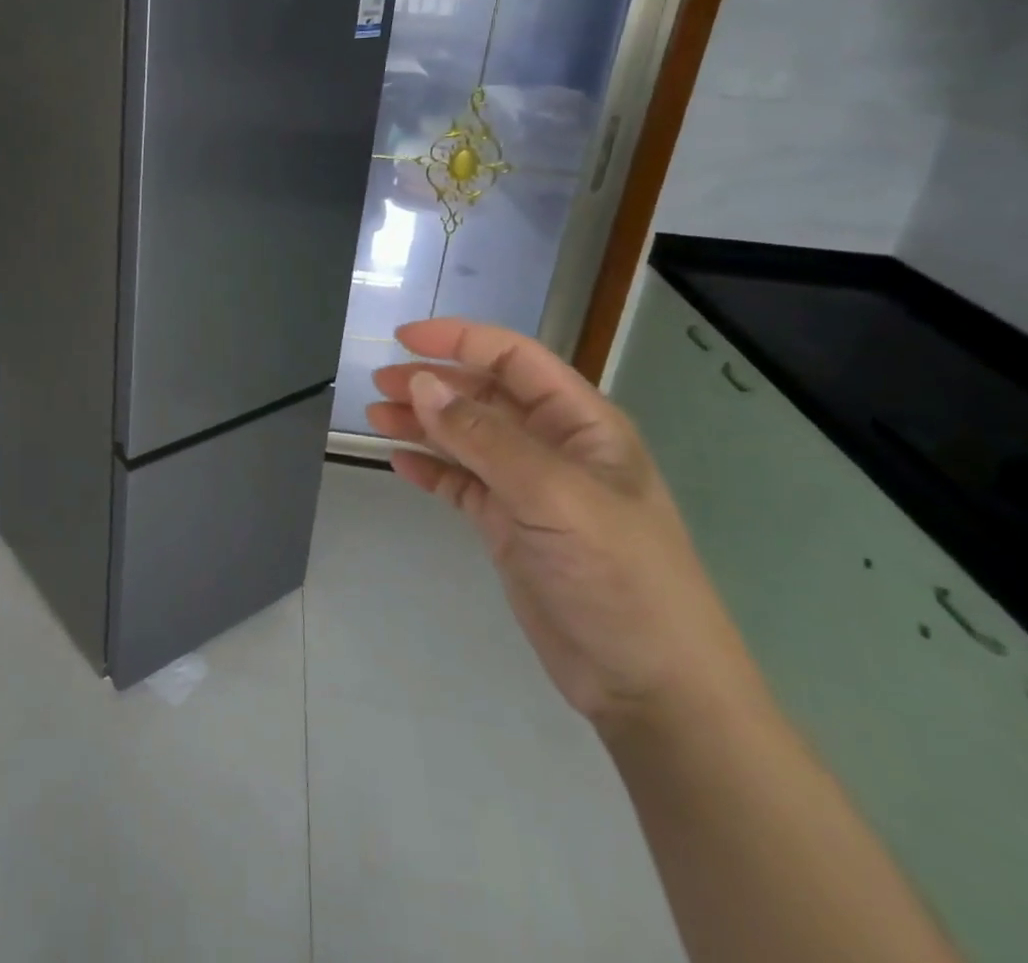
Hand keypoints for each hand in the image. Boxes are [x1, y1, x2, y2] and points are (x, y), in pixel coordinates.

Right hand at [367, 318, 761, 732]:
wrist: (651, 687)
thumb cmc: (619, 576)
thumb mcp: (554, 497)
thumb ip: (484, 438)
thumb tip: (420, 385)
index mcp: (581, 424)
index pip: (514, 359)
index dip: (460, 340)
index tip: (402, 339)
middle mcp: (554, 447)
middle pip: (483, 395)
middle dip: (432, 383)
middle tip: (379, 385)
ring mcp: (529, 489)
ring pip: (466, 438)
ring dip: (422, 423)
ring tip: (376, 418)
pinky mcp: (509, 527)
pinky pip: (461, 483)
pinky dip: (430, 468)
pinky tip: (399, 463)